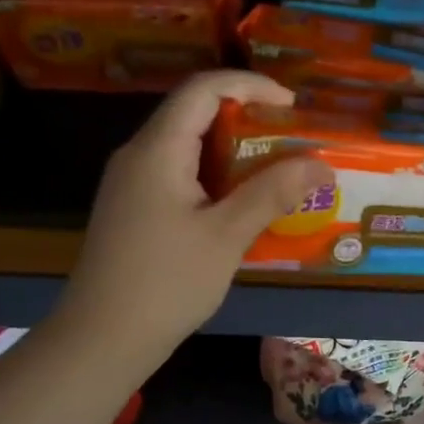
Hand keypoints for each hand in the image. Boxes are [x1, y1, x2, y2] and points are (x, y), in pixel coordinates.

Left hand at [55, 71, 330, 356]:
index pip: (203, 89)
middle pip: (193, 113)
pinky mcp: (133, 208)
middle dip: (246, 118)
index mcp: (157, 150)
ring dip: (232, 151)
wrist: (103, 337)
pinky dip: (214, 176)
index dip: (250, 85)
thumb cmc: (166, 283)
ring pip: (186, 146)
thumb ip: (271, 193)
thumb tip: (320, 164)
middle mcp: (138, 155)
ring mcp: (131, 183)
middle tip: (291, 141)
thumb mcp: (226, 236)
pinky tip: (239, 204)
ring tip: (275, 171)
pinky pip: (178, 174)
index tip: (292, 105)